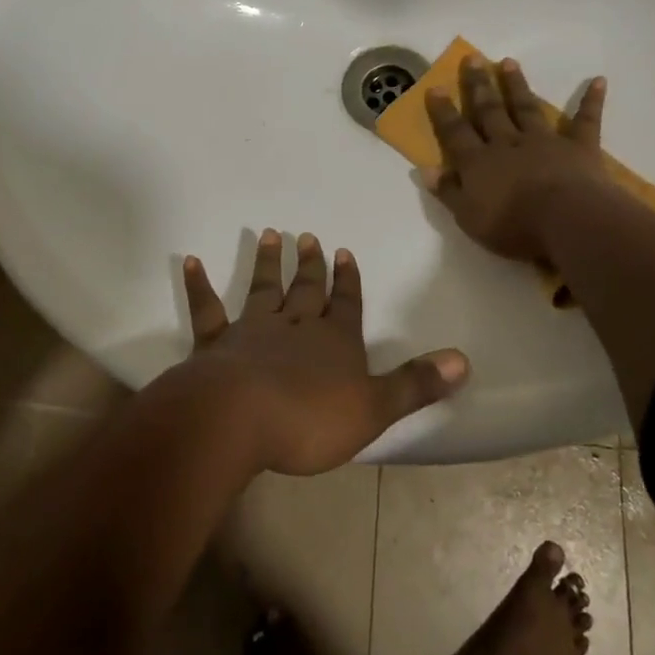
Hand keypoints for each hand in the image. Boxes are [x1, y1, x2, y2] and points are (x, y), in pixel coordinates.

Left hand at [179, 229, 468, 474]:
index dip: (348, 281)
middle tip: (307, 236)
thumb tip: (464, 360)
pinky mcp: (215, 344)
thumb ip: (415, 384)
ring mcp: (251, 331)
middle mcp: (294, 327)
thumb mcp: (374, 409)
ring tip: (267, 235)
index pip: (346, 304)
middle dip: (310, 265)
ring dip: (266, 264)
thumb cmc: (309, 418)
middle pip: (305, 290)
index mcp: (333, 341)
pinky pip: (207, 308)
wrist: (239, 419)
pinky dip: (198, 284)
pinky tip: (190, 260)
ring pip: (263, 290)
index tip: (344, 252)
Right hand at [422, 56, 614, 263]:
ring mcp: (544, 142)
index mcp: (479, 163)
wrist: (566, 221)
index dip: (444, 111)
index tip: (435, 87)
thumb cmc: (514, 226)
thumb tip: (426, 169)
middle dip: (479, 85)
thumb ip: (448, 192)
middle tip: (472, 58)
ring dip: (517, 85)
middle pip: (489, 111)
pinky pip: (585, 121)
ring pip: (526, 108)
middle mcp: (507, 144)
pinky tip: (599, 81)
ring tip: (508, 62)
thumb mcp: (469, 218)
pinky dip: (591, 101)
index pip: (455, 133)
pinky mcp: (579, 148)